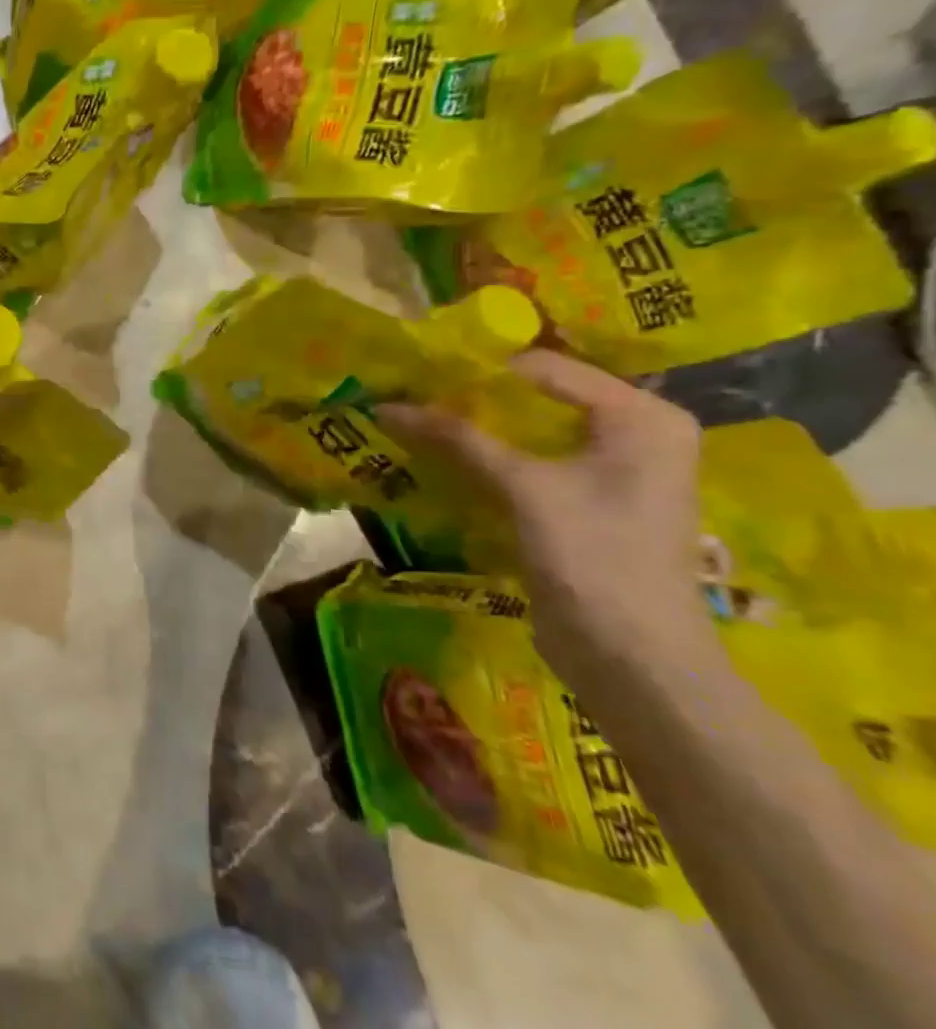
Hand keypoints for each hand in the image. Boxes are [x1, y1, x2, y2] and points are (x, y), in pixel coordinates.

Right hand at [383, 350, 722, 687]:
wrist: (635, 661)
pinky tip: (444, 458)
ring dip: (476, 430)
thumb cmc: (596, 559)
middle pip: (538, 397)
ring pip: (529, 432)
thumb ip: (458, 439)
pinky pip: (530, 463)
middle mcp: (634, 434)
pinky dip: (489, 459)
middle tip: (412, 394)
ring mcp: (612, 471)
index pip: (546, 368)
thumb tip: (386, 405)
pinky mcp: (587, 503)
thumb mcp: (524, 488)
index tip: (419, 372)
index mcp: (642, 417)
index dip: (480, 370)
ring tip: (417, 421)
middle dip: (474, 398)